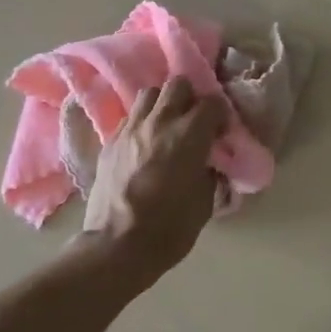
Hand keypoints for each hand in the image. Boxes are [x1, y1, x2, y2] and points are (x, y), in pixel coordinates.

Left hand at [83, 78, 227, 269]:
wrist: (117, 246)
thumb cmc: (170, 228)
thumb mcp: (206, 200)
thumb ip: (210, 171)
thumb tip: (209, 161)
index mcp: (189, 135)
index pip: (212, 102)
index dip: (220, 115)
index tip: (221, 132)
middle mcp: (160, 122)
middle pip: (178, 85)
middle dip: (190, 98)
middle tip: (194, 121)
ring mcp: (131, 129)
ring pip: (149, 94)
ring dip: (163, 105)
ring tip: (166, 126)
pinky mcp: (110, 142)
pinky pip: (129, 118)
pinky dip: (141, 123)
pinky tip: (144, 144)